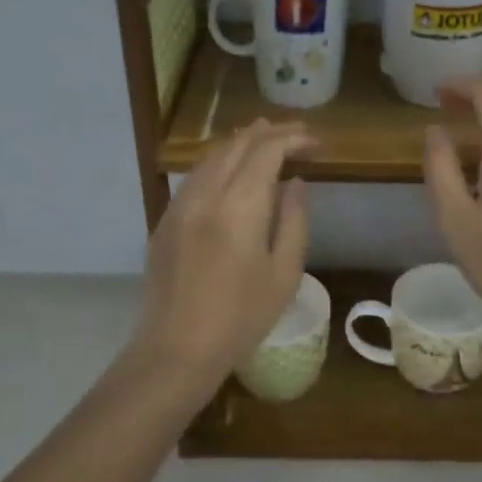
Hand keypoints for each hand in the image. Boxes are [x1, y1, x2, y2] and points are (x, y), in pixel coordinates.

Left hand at [129, 119, 313, 400]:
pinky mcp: (166, 219)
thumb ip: (293, 221)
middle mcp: (206, 194)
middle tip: (297, 135)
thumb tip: (295, 183)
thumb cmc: (241, 317)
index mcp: (239, 206)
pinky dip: (220, 162)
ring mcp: (180, 204)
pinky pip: (196, 175)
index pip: (267, 151)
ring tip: (268, 143)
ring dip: (242, 143)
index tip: (315, 144)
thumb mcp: (284, 273)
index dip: (293, 139)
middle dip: (270, 133)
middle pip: (237, 144)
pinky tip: (233, 172)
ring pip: (213, 156)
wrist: (176, 348)